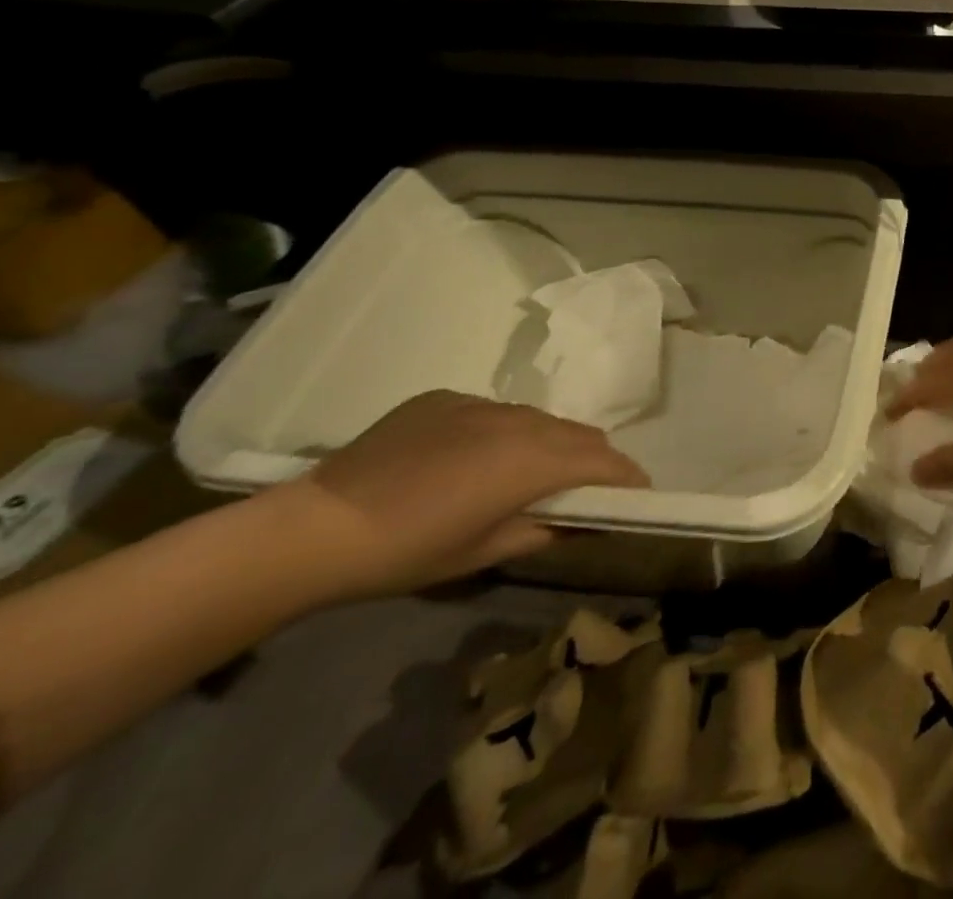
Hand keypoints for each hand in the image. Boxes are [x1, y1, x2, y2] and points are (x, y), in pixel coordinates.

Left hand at [266, 390, 648, 600]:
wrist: (314, 528)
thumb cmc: (407, 552)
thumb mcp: (483, 553)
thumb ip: (543, 530)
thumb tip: (577, 521)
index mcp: (534, 460)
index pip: (604, 461)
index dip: (628, 478)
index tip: (639, 494)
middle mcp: (519, 421)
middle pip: (579, 434)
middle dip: (594, 460)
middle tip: (585, 490)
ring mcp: (481, 404)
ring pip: (538, 419)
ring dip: (549, 444)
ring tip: (527, 474)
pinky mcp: (445, 398)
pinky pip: (494, 412)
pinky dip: (502, 434)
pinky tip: (467, 461)